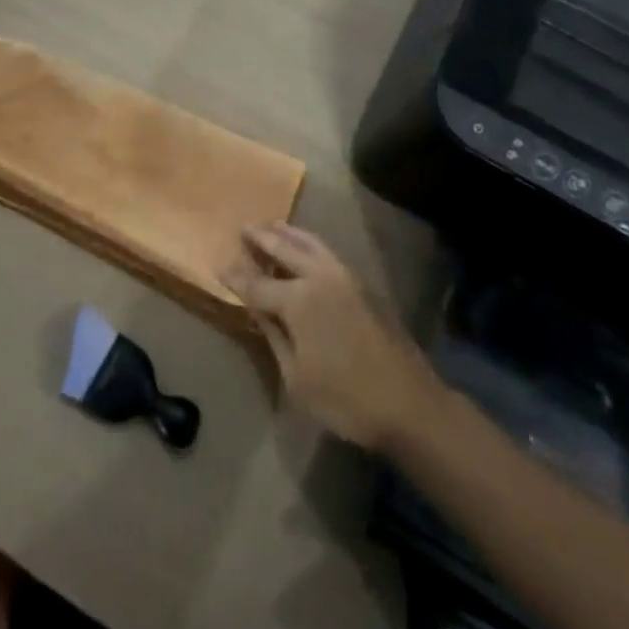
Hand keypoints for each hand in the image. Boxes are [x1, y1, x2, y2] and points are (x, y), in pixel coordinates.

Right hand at [221, 223, 440, 450]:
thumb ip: (274, 336)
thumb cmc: (345, 399)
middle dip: (262, 239)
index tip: (220, 268)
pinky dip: (310, 242)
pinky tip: (306, 246)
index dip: (236, 279)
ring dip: (289, 233)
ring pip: (310, 243)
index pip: (257, 285)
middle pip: (283, 249)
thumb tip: (257, 309)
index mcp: (298, 300)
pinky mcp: (363, 285)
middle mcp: (319, 278)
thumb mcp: (296, 378)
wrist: (409, 404)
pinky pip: (328, 252)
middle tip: (244, 228)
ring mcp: (345, 277)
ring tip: (273, 225)